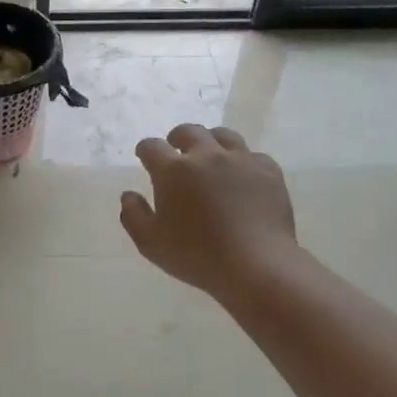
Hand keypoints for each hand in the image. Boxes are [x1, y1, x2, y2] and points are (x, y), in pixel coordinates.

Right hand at [121, 125, 299, 302]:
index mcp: (173, 170)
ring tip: (210, 157)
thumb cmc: (196, 256)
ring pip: (223, 135)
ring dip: (211, 142)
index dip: (145, 150)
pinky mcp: (268, 171)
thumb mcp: (150, 243)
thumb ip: (133, 215)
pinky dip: (242, 161)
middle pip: (188, 132)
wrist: (256, 265)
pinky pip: (252, 155)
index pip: (151, 147)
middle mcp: (206, 156)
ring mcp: (240, 160)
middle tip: (176, 151)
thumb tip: (128, 195)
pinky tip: (241, 177)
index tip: (144, 157)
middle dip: (177, 138)